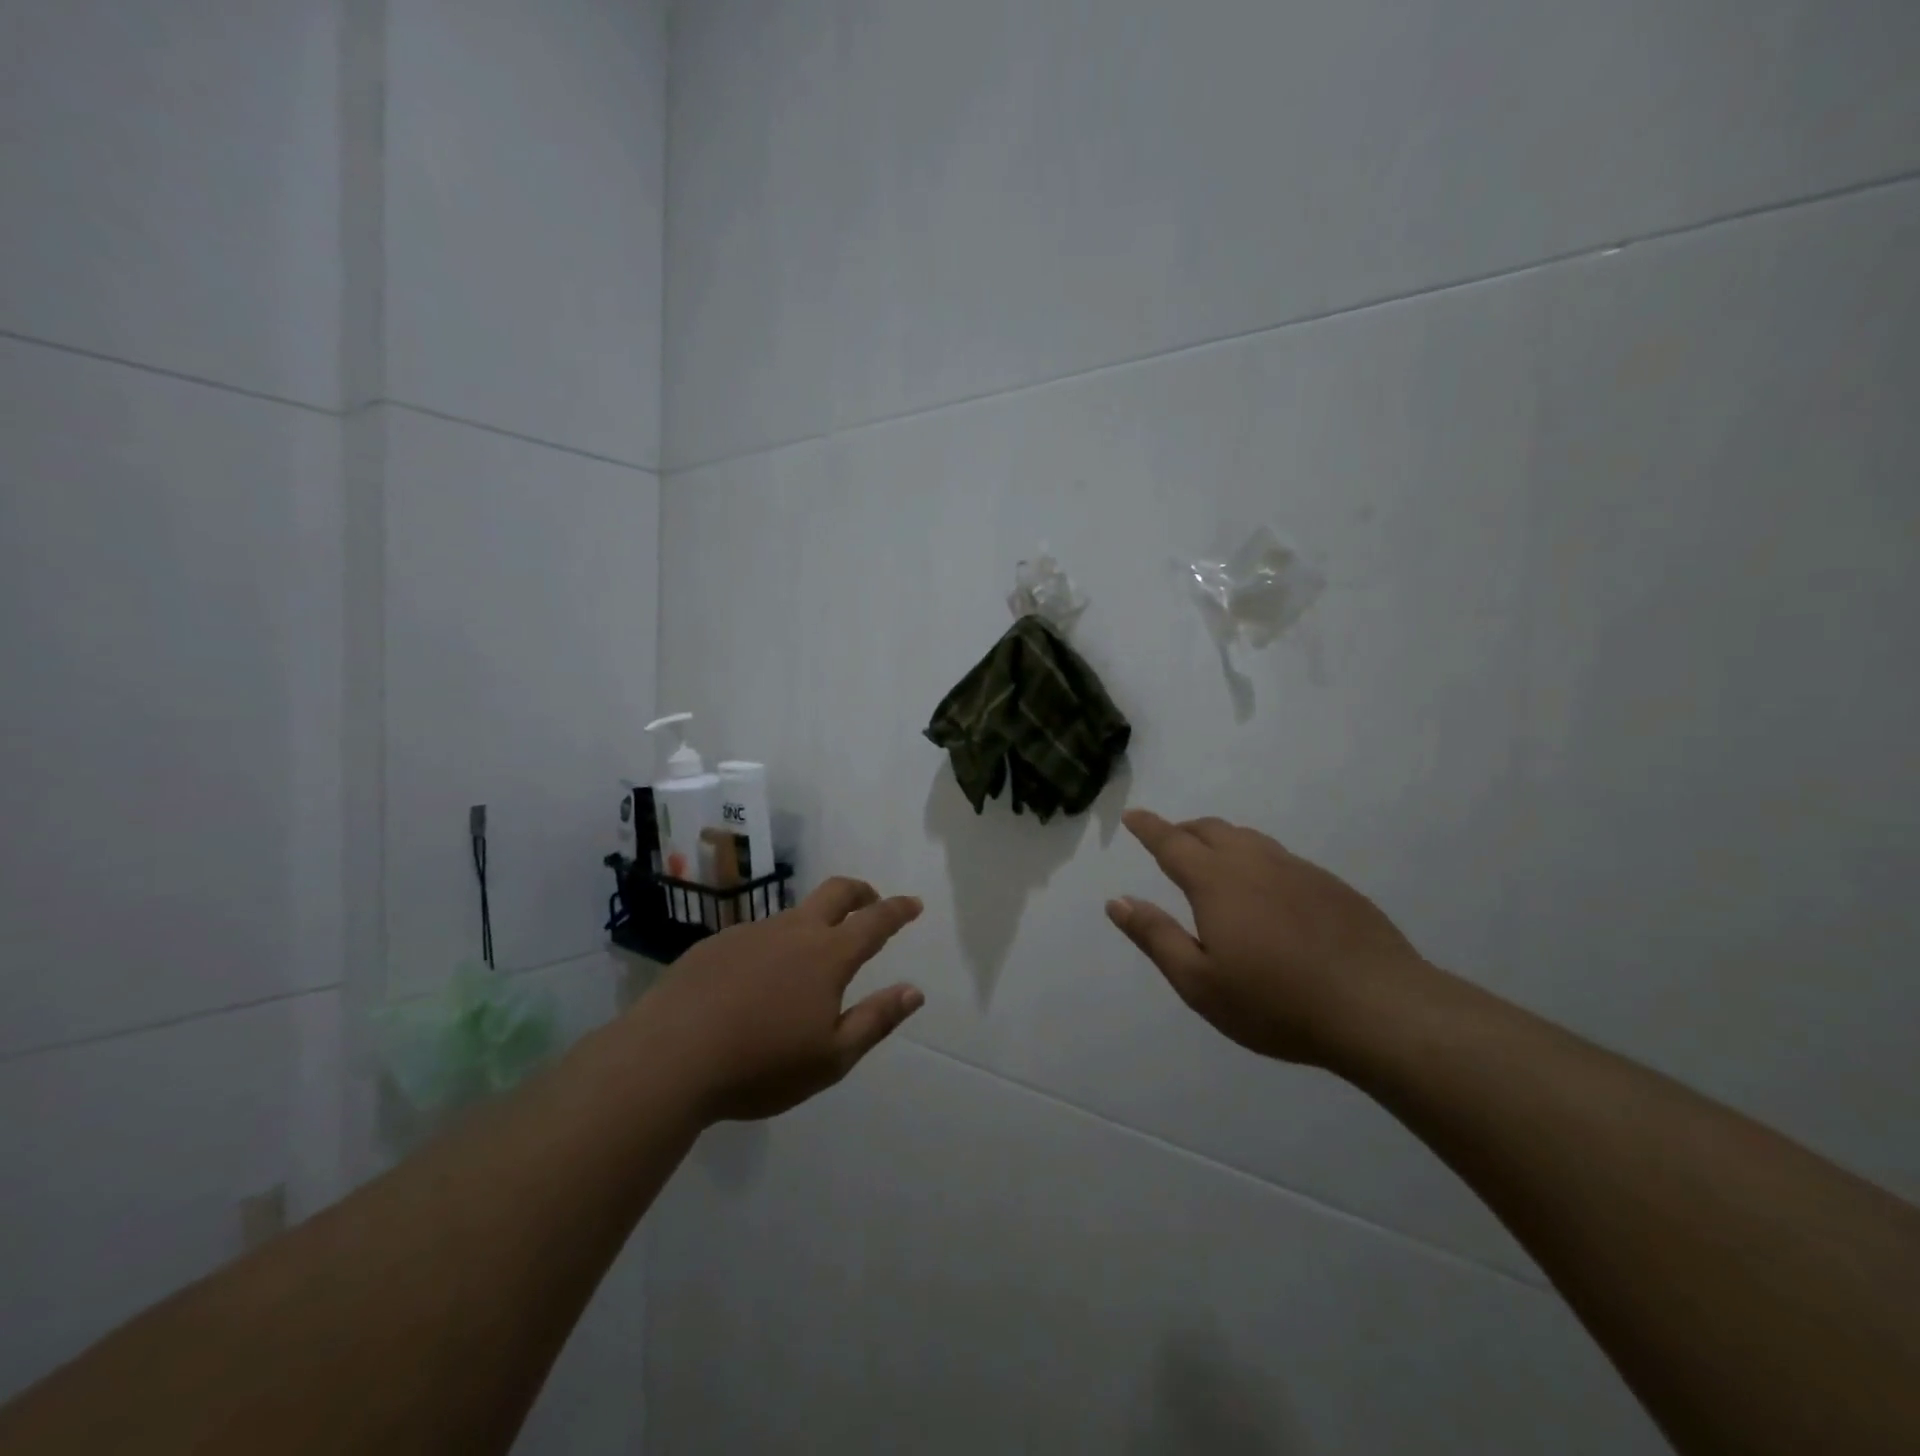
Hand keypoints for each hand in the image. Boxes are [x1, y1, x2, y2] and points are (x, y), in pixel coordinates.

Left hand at [640, 877, 925, 1121]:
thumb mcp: (831, 1057)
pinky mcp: (716, 944)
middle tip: (871, 902)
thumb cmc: (760, 1064)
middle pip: (836, 892)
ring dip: (814, 923)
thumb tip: (914, 991)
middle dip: (861, 892)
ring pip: (793, 915)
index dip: (898, 910)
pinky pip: (756, 936)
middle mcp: (793, 931)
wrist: (668, 1057)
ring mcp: (751, 932)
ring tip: (810, 960)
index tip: (913, 903)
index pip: (875, 920)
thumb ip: (876, 1020)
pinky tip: (756, 982)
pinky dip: (773, 946)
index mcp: (828, 955)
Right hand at [1107, 808, 1423, 1065]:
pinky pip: (1280, 857)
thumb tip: (1117, 900)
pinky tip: (1266, 891)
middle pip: (1210, 830)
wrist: (1379, 1007)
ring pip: (1248, 839)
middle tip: (1169, 841)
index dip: (1148, 827)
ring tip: (1212, 861)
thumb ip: (1155, 937)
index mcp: (1216, 881)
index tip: (1133, 815)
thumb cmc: (1276, 1002)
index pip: (1171, 842)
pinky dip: (1256, 858)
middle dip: (1183, 830)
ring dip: (1220, 840)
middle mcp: (1254, 862)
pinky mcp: (1330, 885)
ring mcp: (1297, 869)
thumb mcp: (1200, 982)